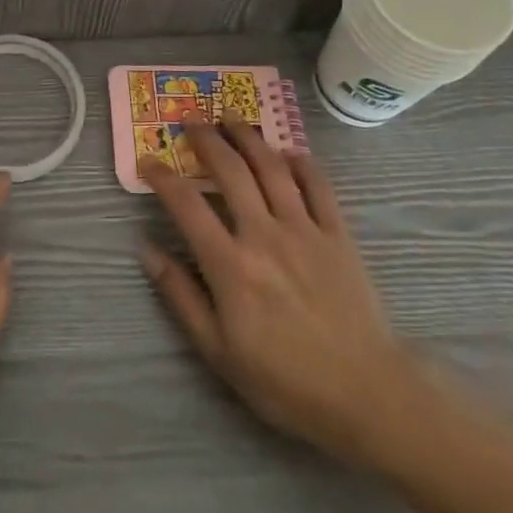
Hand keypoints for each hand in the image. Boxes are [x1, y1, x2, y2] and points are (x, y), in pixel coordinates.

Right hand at [139, 111, 422, 465]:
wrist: (366, 395)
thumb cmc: (284, 380)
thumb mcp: (217, 351)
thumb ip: (179, 295)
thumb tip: (145, 248)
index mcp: (230, 265)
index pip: (186, 205)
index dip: (162, 177)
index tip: (147, 161)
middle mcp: (264, 234)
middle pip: (230, 171)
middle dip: (206, 140)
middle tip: (191, 121)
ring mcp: (305, 230)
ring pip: (272, 168)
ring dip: (248, 137)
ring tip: (231, 116)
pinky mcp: (338, 235)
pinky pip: (319, 186)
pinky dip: (301, 162)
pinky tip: (287, 152)